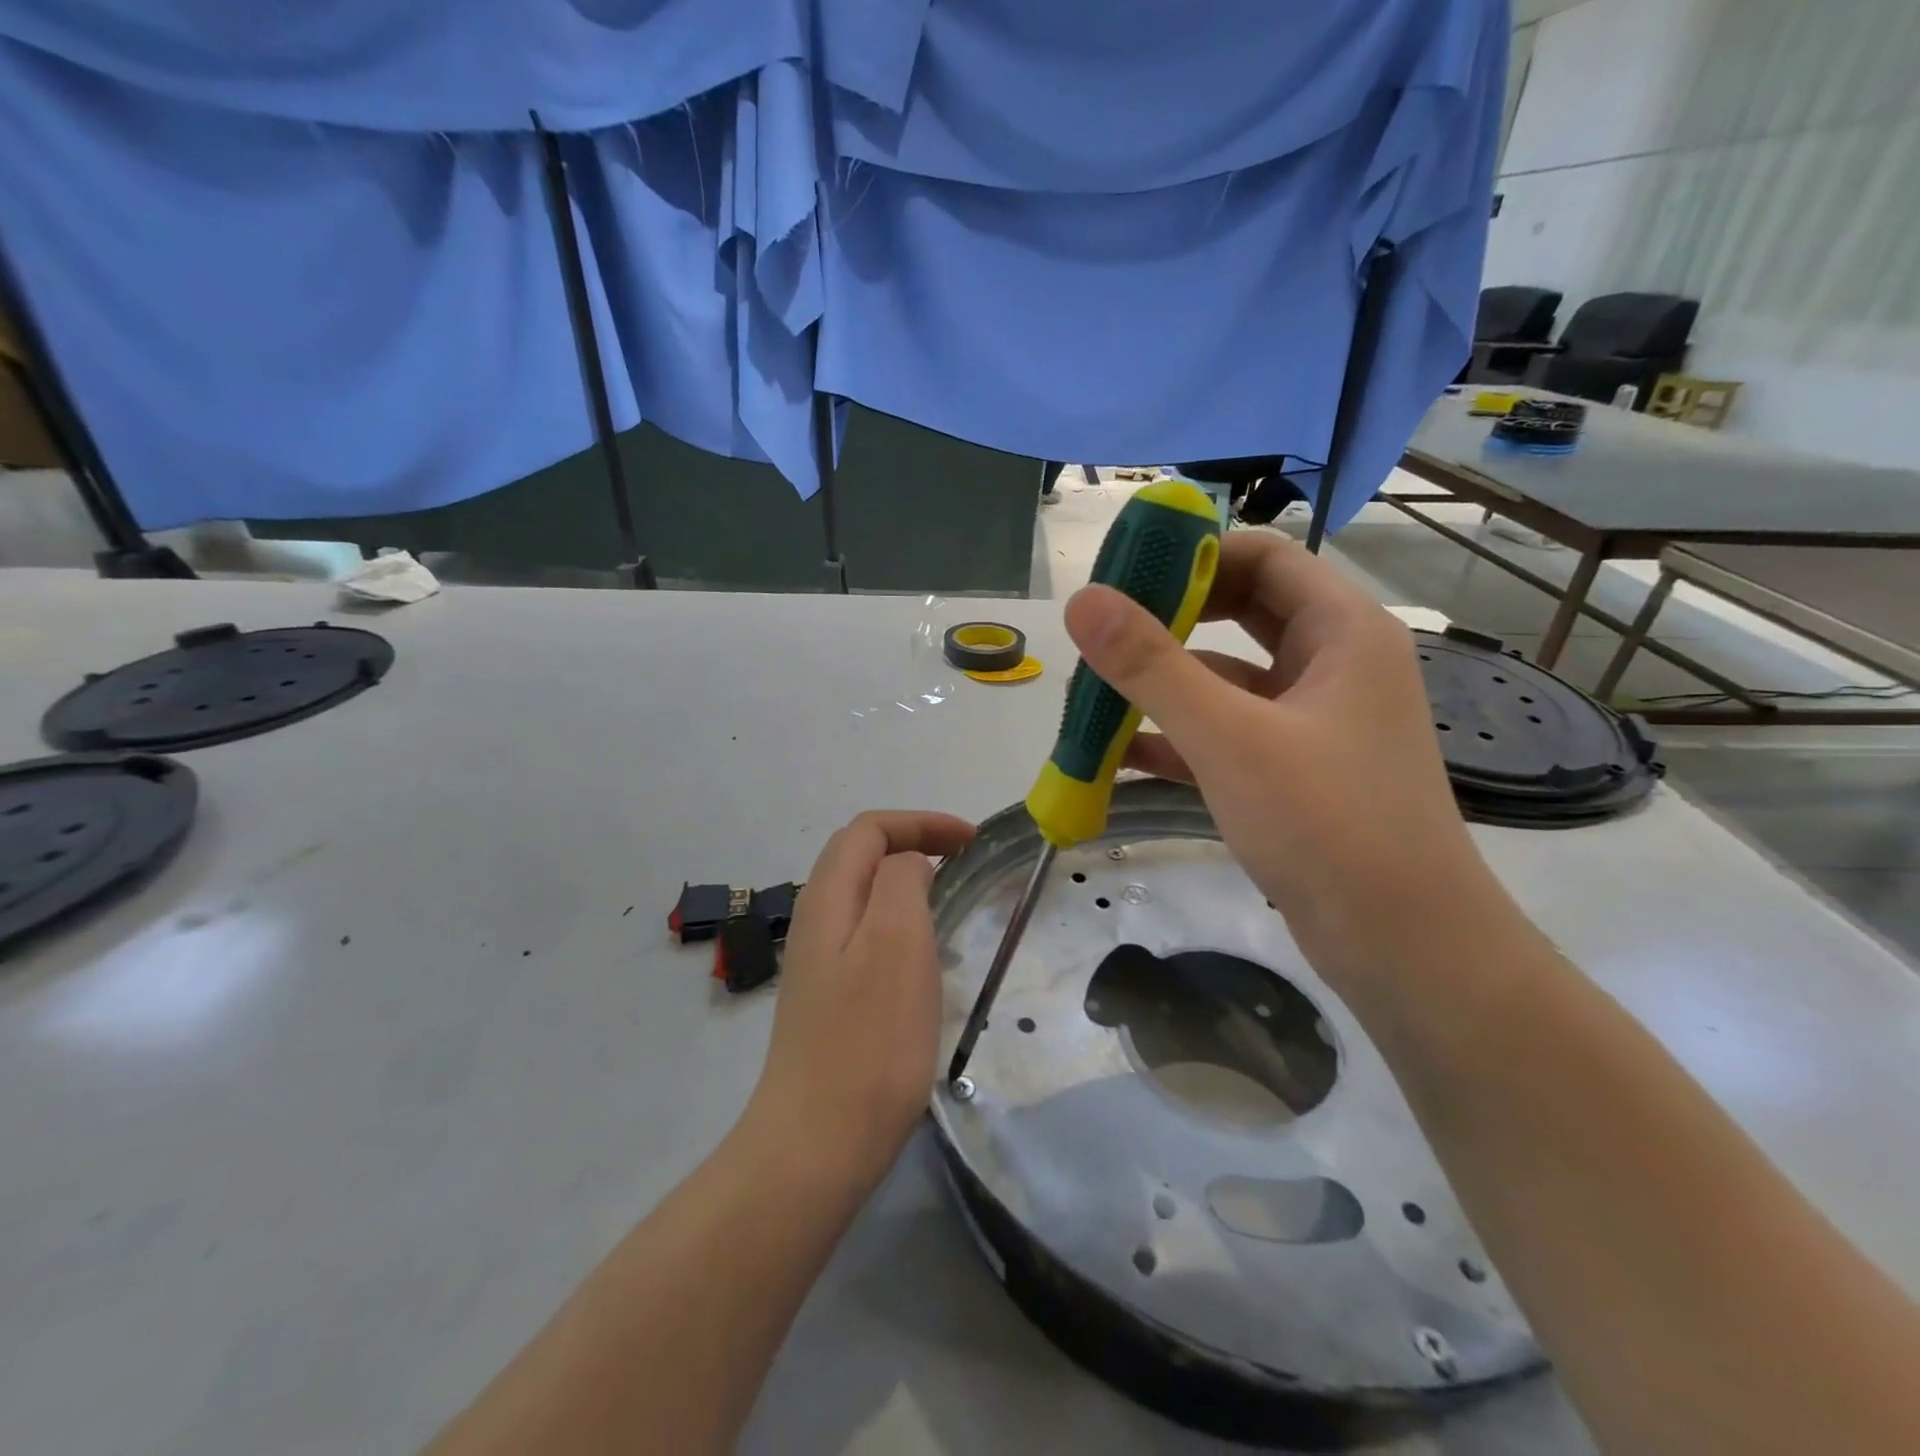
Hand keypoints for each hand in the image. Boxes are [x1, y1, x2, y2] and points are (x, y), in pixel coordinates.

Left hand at [748, 810, 976, 1184]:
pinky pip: (867, 934)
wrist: (818, 1144)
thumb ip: (902, 881)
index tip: (971, 841)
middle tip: (964, 861)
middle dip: (913, 843)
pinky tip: (926, 958)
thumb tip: (909, 864)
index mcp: (828, 897)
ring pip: (864, 895)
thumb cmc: (868, 1039)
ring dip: (908, 882)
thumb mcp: (896, 941)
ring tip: (952, 900)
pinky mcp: (830, 998)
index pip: (869, 829)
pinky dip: (901, 922)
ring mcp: (818, 962)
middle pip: (860, 855)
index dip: (921, 822)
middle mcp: (815, 920)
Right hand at [1064, 531, 1492, 988]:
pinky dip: (1177, 739)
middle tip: (1101, 633)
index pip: (1263, 557)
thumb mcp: (1230, 738)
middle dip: (1169, 622)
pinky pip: (1226, 734)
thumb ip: (1152, 666)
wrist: (1402, 946)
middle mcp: (1332, 665)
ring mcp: (1313, 722)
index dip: (1194, 555)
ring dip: (1163, 686)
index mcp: (1342, 631)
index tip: (1123, 575)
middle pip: (1241, 614)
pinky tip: (1117, 756)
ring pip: (1227, 680)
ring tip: (1091, 696)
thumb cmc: (1328, 824)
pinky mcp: (1293, 772)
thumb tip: (1083, 601)